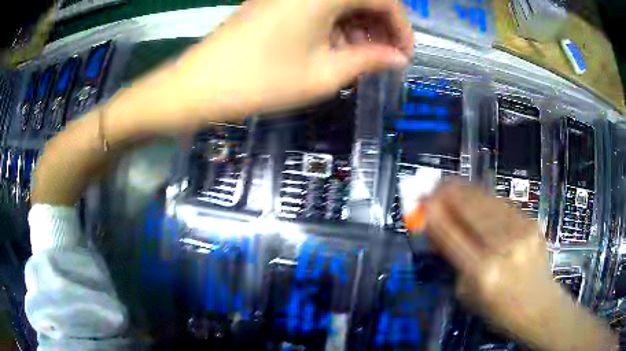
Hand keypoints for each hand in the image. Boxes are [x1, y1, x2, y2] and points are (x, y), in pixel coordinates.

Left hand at [116, 0, 412, 135]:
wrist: (199, 85)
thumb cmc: (261, 81)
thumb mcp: (324, 74)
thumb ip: (368, 60)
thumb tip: (397, 58)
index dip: (401, 26)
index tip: (404, 55)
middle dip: (381, 25)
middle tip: (386, 58)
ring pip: (340, 1)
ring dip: (359, 25)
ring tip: (363, 57)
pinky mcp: (275, 2)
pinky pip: (318, 6)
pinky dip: (335, 24)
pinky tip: (336, 47)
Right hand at [423, 181, 615, 350]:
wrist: (539, 305)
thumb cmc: (499, 310)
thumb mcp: (468, 294)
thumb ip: (454, 261)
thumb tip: (438, 229)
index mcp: (483, 272)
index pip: (452, 234)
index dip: (434, 213)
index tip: (421, 200)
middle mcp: (503, 247)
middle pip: (471, 209)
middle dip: (449, 193)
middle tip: (434, 185)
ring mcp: (521, 231)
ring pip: (487, 201)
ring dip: (466, 190)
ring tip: (451, 184)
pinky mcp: (532, 223)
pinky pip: (503, 204)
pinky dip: (485, 198)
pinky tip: (477, 197)